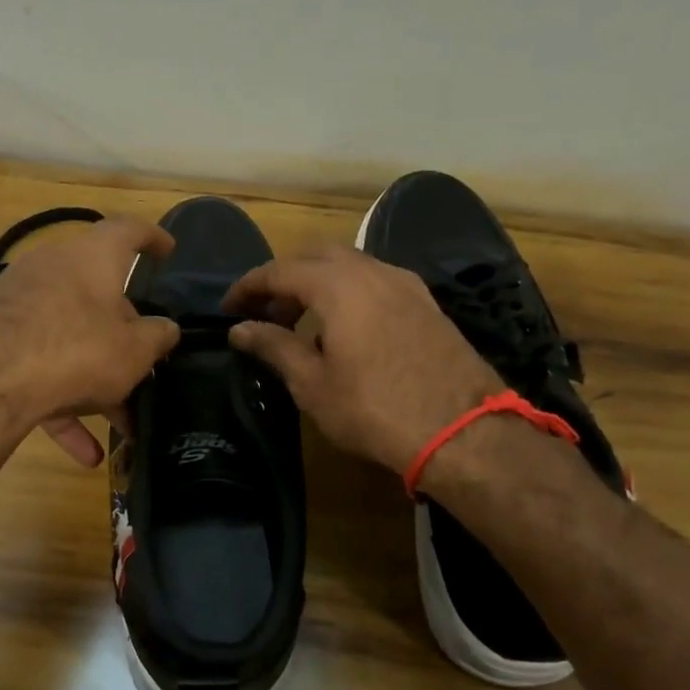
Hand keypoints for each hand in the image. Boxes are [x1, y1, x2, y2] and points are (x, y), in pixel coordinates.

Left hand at [0, 215, 180, 465]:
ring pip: (69, 338)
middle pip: (97, 295)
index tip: (168, 250)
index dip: (153, 238)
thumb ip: (157, 337)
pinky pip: (39, 368)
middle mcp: (52, 268)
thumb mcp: (134, 350)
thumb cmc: (78, 350)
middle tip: (144, 361)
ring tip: (121, 425)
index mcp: (92, 257)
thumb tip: (166, 329)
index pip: (128, 231)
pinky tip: (84, 453)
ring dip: (96, 381)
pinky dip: (63, 404)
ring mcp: (18, 302)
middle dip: (122, 334)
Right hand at [223, 245, 502, 474]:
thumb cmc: (374, 409)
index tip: (228, 308)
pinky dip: (349, 294)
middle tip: (265, 314)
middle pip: (317, 257)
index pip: (280, 271)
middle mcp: (373, 272)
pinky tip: (344, 331)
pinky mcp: (427, 304)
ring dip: (318, 285)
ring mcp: (406, 285)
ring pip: (350, 267)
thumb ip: (274, 347)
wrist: (461, 432)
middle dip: (285, 279)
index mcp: (338, 286)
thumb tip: (240, 329)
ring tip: (301, 325)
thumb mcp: (313, 383)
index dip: (249, 287)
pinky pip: (376, 283)